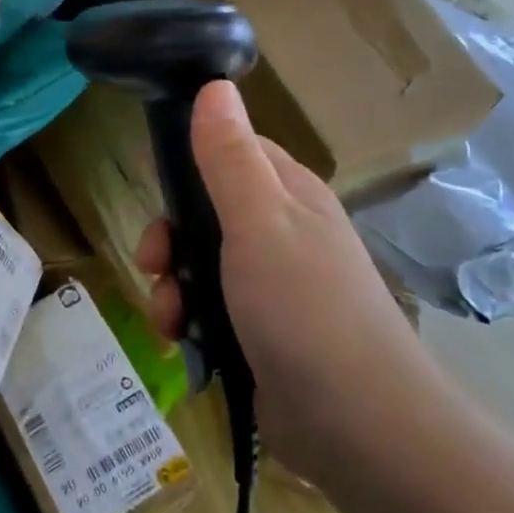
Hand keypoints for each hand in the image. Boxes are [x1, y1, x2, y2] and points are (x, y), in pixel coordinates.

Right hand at [134, 80, 436, 479]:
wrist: (358, 427)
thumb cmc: (304, 309)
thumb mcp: (258, 221)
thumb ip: (229, 156)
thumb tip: (214, 85)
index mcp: (288, 195)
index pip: (230, 152)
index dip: (188, 165)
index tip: (157, 188)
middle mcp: (282, 233)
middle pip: (205, 213)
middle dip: (171, 238)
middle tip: (154, 263)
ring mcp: (272, 287)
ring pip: (200, 266)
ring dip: (172, 287)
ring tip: (169, 317)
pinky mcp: (260, 334)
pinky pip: (209, 311)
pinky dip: (188, 323)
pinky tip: (183, 344)